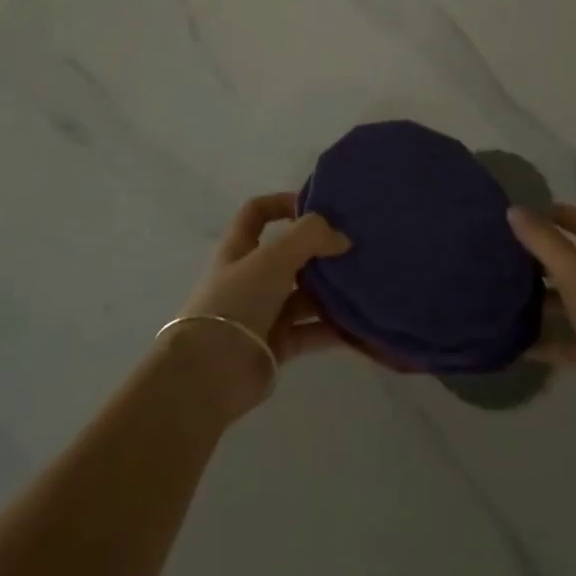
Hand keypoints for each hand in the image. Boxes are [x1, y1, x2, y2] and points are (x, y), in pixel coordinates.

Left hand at [165, 194, 351, 417]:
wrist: (211, 372)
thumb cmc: (237, 302)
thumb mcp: (273, 257)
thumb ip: (310, 237)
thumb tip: (341, 238)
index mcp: (239, 249)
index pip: (256, 213)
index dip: (281, 203)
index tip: (315, 207)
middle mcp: (250, 278)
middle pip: (289, 256)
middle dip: (319, 251)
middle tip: (354, 248)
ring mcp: (263, 313)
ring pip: (304, 295)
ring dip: (331, 291)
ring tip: (364, 284)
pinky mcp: (277, 345)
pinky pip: (311, 331)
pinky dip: (334, 329)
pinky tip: (360, 324)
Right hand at [507, 205, 575, 439]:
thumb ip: (544, 241)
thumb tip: (513, 210)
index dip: (553, 213)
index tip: (518, 217)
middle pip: (572, 260)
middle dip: (539, 256)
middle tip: (501, 255)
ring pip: (568, 300)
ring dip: (539, 298)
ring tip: (501, 295)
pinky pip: (568, 339)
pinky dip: (546, 339)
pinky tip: (517, 342)